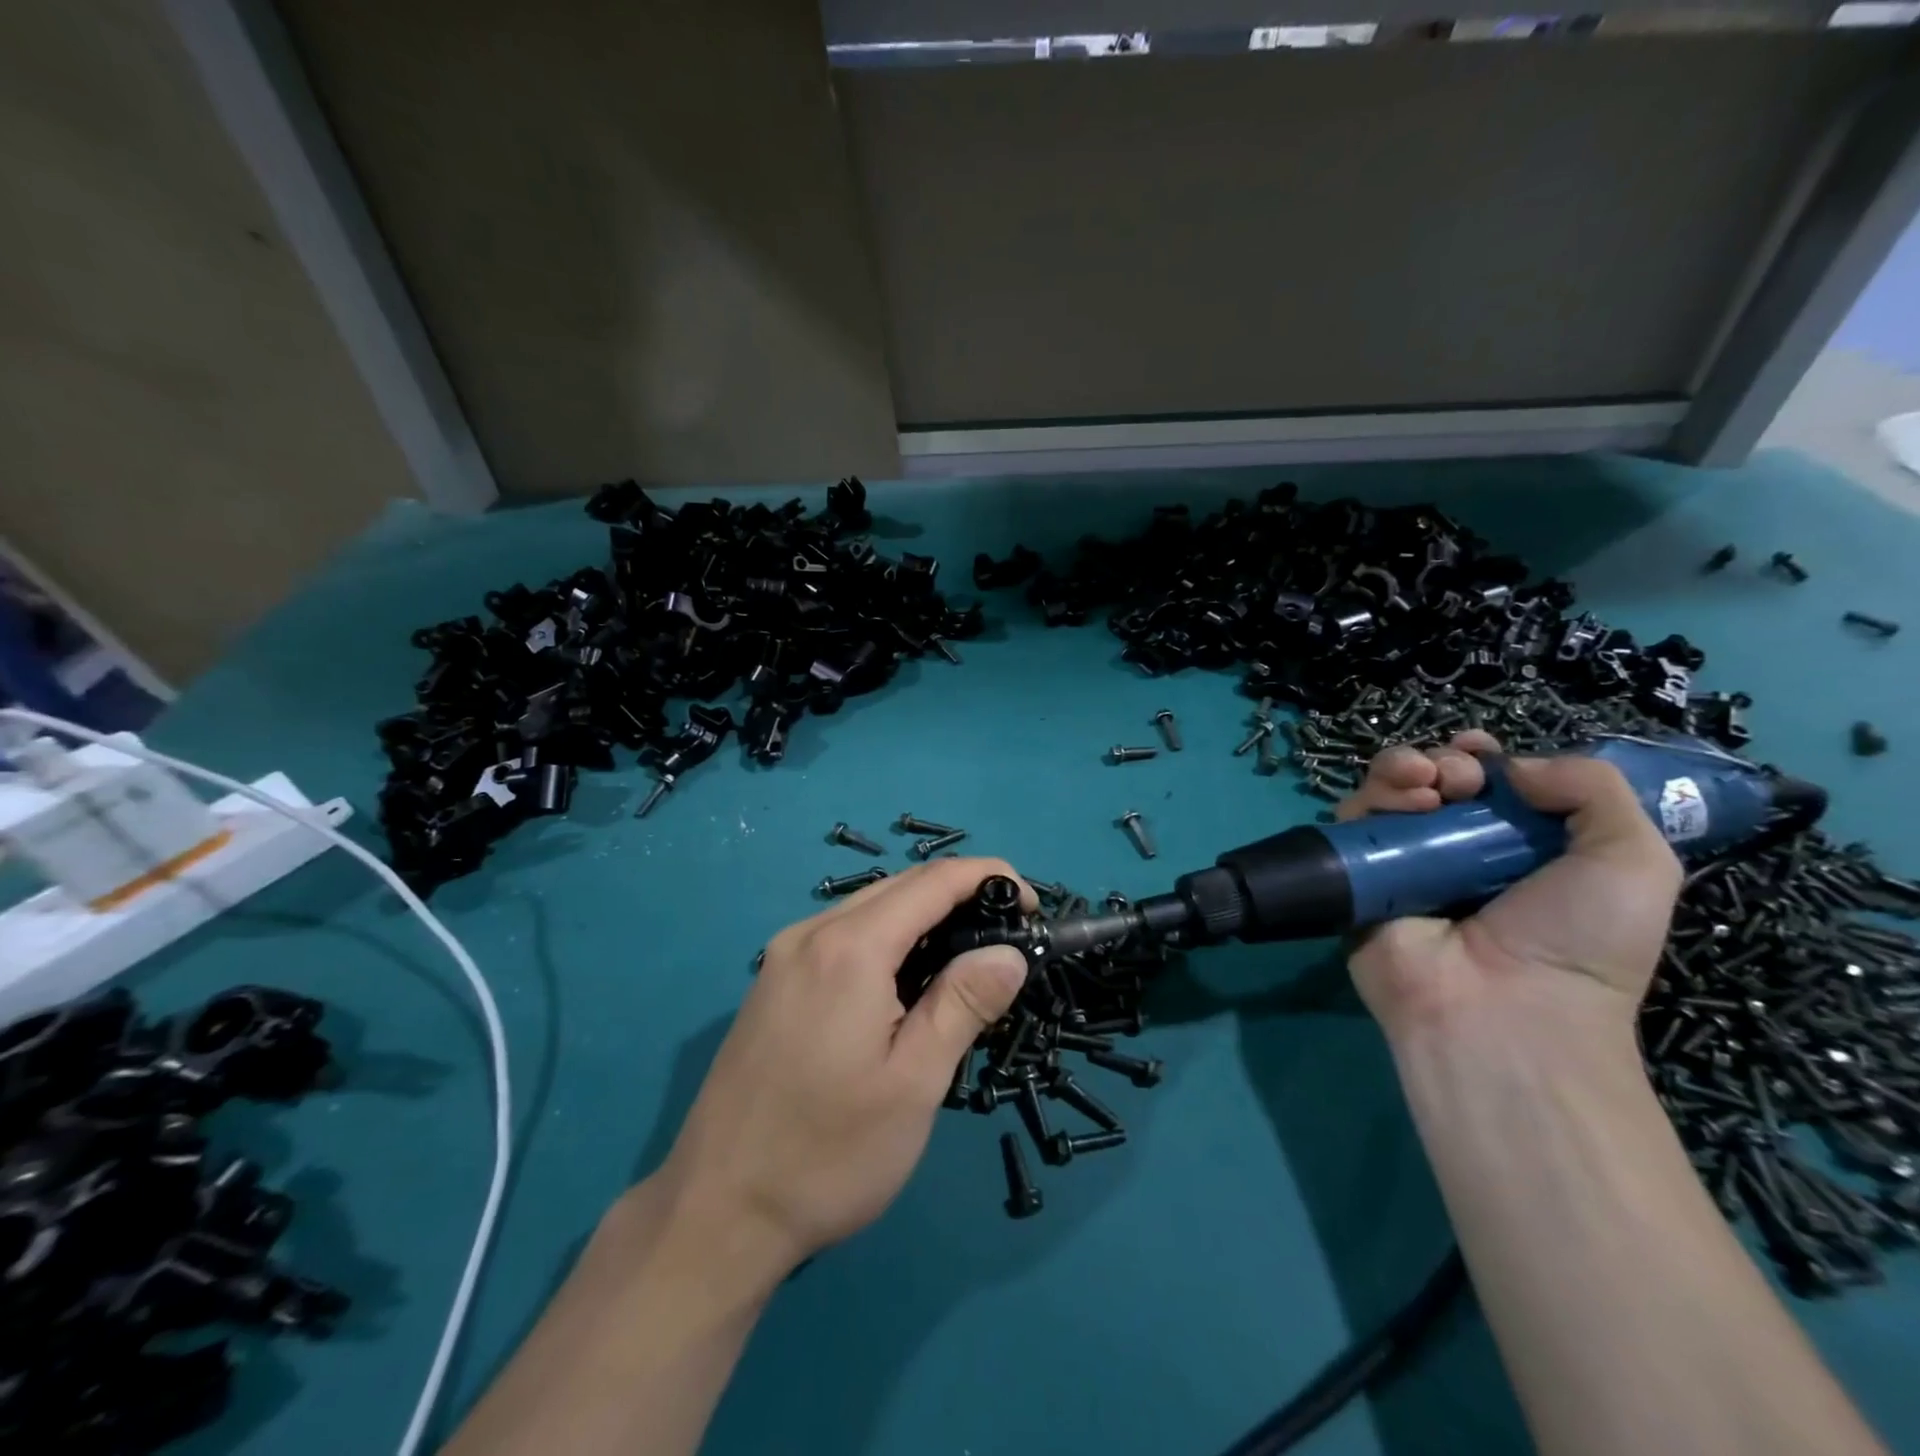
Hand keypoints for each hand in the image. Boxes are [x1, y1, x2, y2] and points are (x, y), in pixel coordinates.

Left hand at [657, 858, 1031, 1273]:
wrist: (715, 1213)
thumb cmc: (827, 1154)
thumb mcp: (913, 1083)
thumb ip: (963, 1004)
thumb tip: (1008, 952)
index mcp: (849, 947)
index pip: (933, 882)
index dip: (988, 878)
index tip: (1031, 904)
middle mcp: (810, 933)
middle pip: (899, 887)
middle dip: (959, 896)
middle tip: (1005, 938)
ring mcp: (783, 956)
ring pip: (868, 909)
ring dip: (922, 917)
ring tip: (965, 959)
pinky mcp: (772, 982)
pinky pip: (840, 935)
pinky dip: (886, 938)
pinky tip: (904, 981)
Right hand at [1337, 733, 1681, 1040]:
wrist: (1503, 1008)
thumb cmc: (1578, 941)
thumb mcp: (1634, 861)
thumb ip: (1594, 788)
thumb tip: (1514, 766)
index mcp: (1516, 848)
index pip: (1486, 786)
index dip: (1483, 759)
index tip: (1485, 754)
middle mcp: (1454, 851)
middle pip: (1432, 780)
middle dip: (1444, 761)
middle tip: (1461, 779)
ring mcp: (1402, 864)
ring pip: (1386, 792)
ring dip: (1404, 769)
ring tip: (1427, 785)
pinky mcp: (1357, 876)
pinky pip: (1351, 824)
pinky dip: (1372, 801)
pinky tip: (1404, 806)